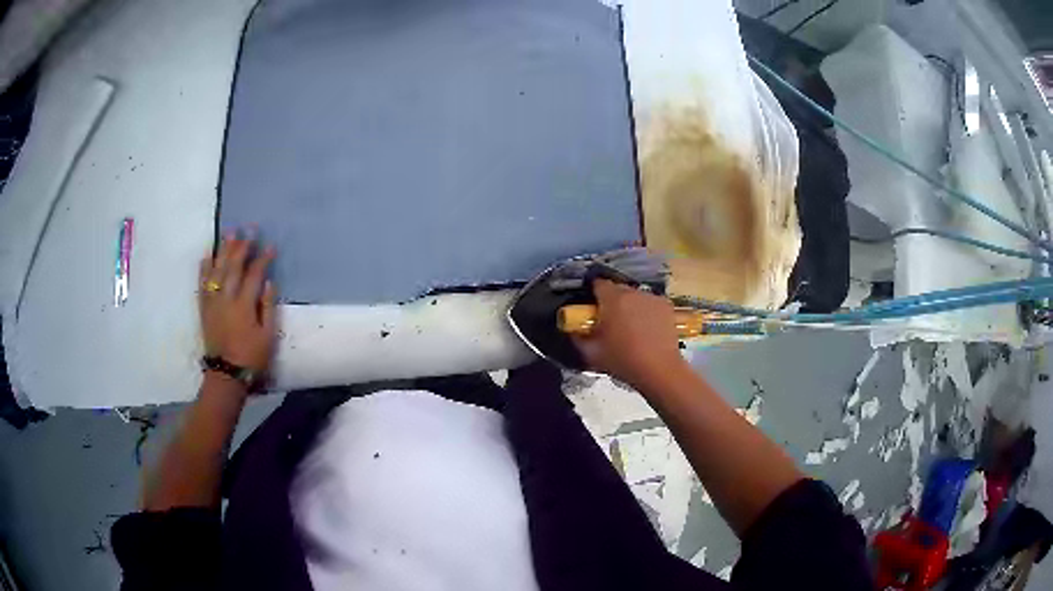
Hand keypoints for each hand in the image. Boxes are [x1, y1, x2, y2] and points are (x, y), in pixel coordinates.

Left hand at [198, 231, 276, 373]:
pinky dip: (205, 267)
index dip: (263, 259)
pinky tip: (208, 255)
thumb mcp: (268, 336)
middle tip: (249, 229)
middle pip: (233, 266)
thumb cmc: (251, 357)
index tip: (271, 246)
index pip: (254, 275)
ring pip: (217, 270)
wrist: (226, 374)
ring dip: (223, 250)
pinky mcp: (204, 308)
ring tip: (229, 233)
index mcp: (244, 305)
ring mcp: (213, 302)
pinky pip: (202, 283)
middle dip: (242, 246)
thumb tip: (268, 282)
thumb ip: (268, 307)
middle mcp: (226, 299)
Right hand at [572, 279, 687, 390]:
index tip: (590, 308)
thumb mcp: (591, 353)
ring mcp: (652, 298)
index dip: (592, 293)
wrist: (659, 370)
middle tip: (608, 321)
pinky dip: (645, 311)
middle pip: (617, 289)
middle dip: (611, 301)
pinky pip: (649, 303)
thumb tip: (573, 329)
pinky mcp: (667, 306)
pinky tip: (646, 329)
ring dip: (629, 306)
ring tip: (629, 327)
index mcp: (613, 299)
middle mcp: (634, 292)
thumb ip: (578, 337)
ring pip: (635, 296)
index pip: (598, 283)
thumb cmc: (623, 360)